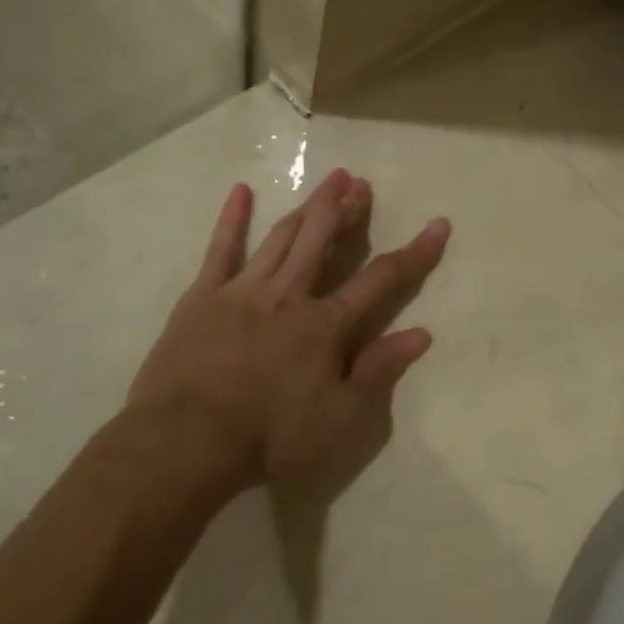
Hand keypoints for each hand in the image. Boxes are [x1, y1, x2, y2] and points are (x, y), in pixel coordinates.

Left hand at [126, 168, 449, 497]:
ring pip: (283, 237)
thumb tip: (421, 334)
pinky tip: (241, 191)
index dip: (416, 252)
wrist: (184, 444)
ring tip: (329, 179)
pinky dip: (233, 219)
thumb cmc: (269, 437)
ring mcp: (244, 290)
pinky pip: (221, 249)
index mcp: (326, 325)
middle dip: (347, 210)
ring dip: (309, 206)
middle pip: (324, 241)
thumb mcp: (340, 419)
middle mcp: (290, 295)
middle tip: (361, 182)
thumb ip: (379, 371)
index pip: (382, 279)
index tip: (439, 225)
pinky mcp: (203, 296)